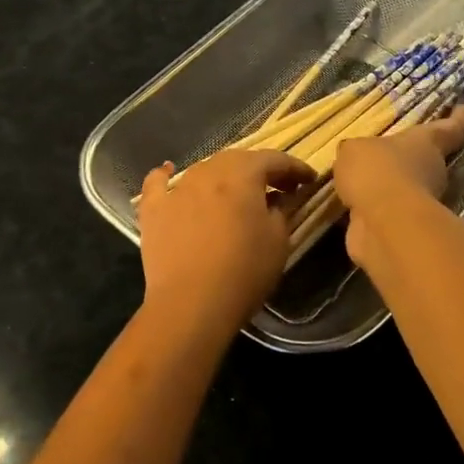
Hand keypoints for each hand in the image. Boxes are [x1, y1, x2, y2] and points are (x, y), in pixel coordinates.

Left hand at [137, 149, 316, 332]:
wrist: (190, 304)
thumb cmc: (244, 271)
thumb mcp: (278, 241)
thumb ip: (282, 210)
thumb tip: (281, 197)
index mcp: (242, 174)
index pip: (274, 159)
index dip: (295, 167)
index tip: (309, 180)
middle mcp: (208, 171)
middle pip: (238, 160)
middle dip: (261, 170)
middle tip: (279, 187)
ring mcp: (177, 188)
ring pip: (204, 169)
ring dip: (224, 175)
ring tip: (236, 191)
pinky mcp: (153, 209)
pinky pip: (158, 183)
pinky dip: (166, 175)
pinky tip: (168, 172)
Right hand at [334, 107, 463, 268]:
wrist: (384, 224)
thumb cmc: (377, 171)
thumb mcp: (354, 150)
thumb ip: (355, 151)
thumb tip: (354, 157)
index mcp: (424, 143)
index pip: (448, 128)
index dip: (457, 119)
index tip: (463, 109)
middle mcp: (429, 170)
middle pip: (425, 159)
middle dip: (409, 157)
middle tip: (387, 151)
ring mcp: (418, 202)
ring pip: (404, 187)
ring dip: (388, 185)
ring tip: (361, 179)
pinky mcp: (403, 228)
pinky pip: (385, 211)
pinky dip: (373, 209)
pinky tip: (354, 204)